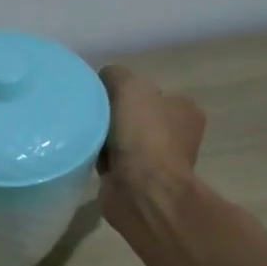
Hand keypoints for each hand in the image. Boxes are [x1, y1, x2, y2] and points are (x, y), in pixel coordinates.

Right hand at [97, 65, 206, 221]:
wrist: (141, 190)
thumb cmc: (143, 135)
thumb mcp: (130, 88)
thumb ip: (116, 75)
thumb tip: (103, 79)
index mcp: (183, 110)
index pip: (150, 93)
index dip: (124, 92)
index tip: (101, 96)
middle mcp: (175, 135)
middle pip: (134, 116)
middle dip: (112, 116)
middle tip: (89, 116)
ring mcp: (157, 161)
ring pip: (121, 140)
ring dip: (103, 139)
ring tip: (83, 136)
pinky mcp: (136, 182)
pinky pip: (111, 163)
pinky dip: (98, 160)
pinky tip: (85, 156)